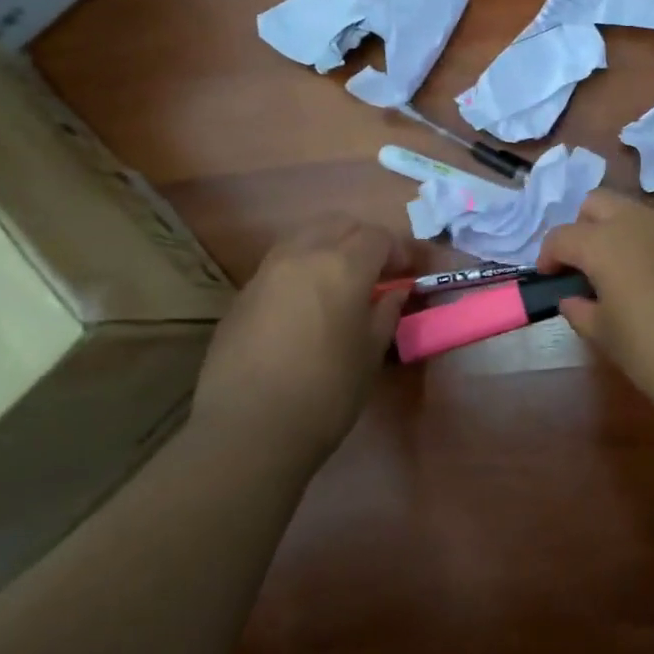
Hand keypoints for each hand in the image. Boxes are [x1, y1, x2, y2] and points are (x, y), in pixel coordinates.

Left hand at [190, 215, 410, 465]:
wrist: (249, 428)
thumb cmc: (326, 392)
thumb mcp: (370, 354)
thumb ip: (386, 313)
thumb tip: (395, 291)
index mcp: (342, 266)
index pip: (378, 237)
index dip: (400, 250)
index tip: (410, 272)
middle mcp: (302, 255)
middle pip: (340, 225)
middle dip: (364, 239)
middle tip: (379, 270)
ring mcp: (267, 271)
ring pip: (305, 236)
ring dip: (330, 246)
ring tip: (342, 280)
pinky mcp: (243, 293)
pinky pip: (281, 263)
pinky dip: (302, 267)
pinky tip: (308, 302)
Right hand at [539, 191, 653, 437]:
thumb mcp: (610, 341)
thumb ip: (583, 313)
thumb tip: (573, 299)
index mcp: (607, 243)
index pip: (563, 235)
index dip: (549, 256)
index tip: (549, 279)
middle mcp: (642, 222)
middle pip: (598, 203)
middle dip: (583, 228)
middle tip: (585, 268)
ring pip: (639, 215)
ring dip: (622, 236)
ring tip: (627, 280)